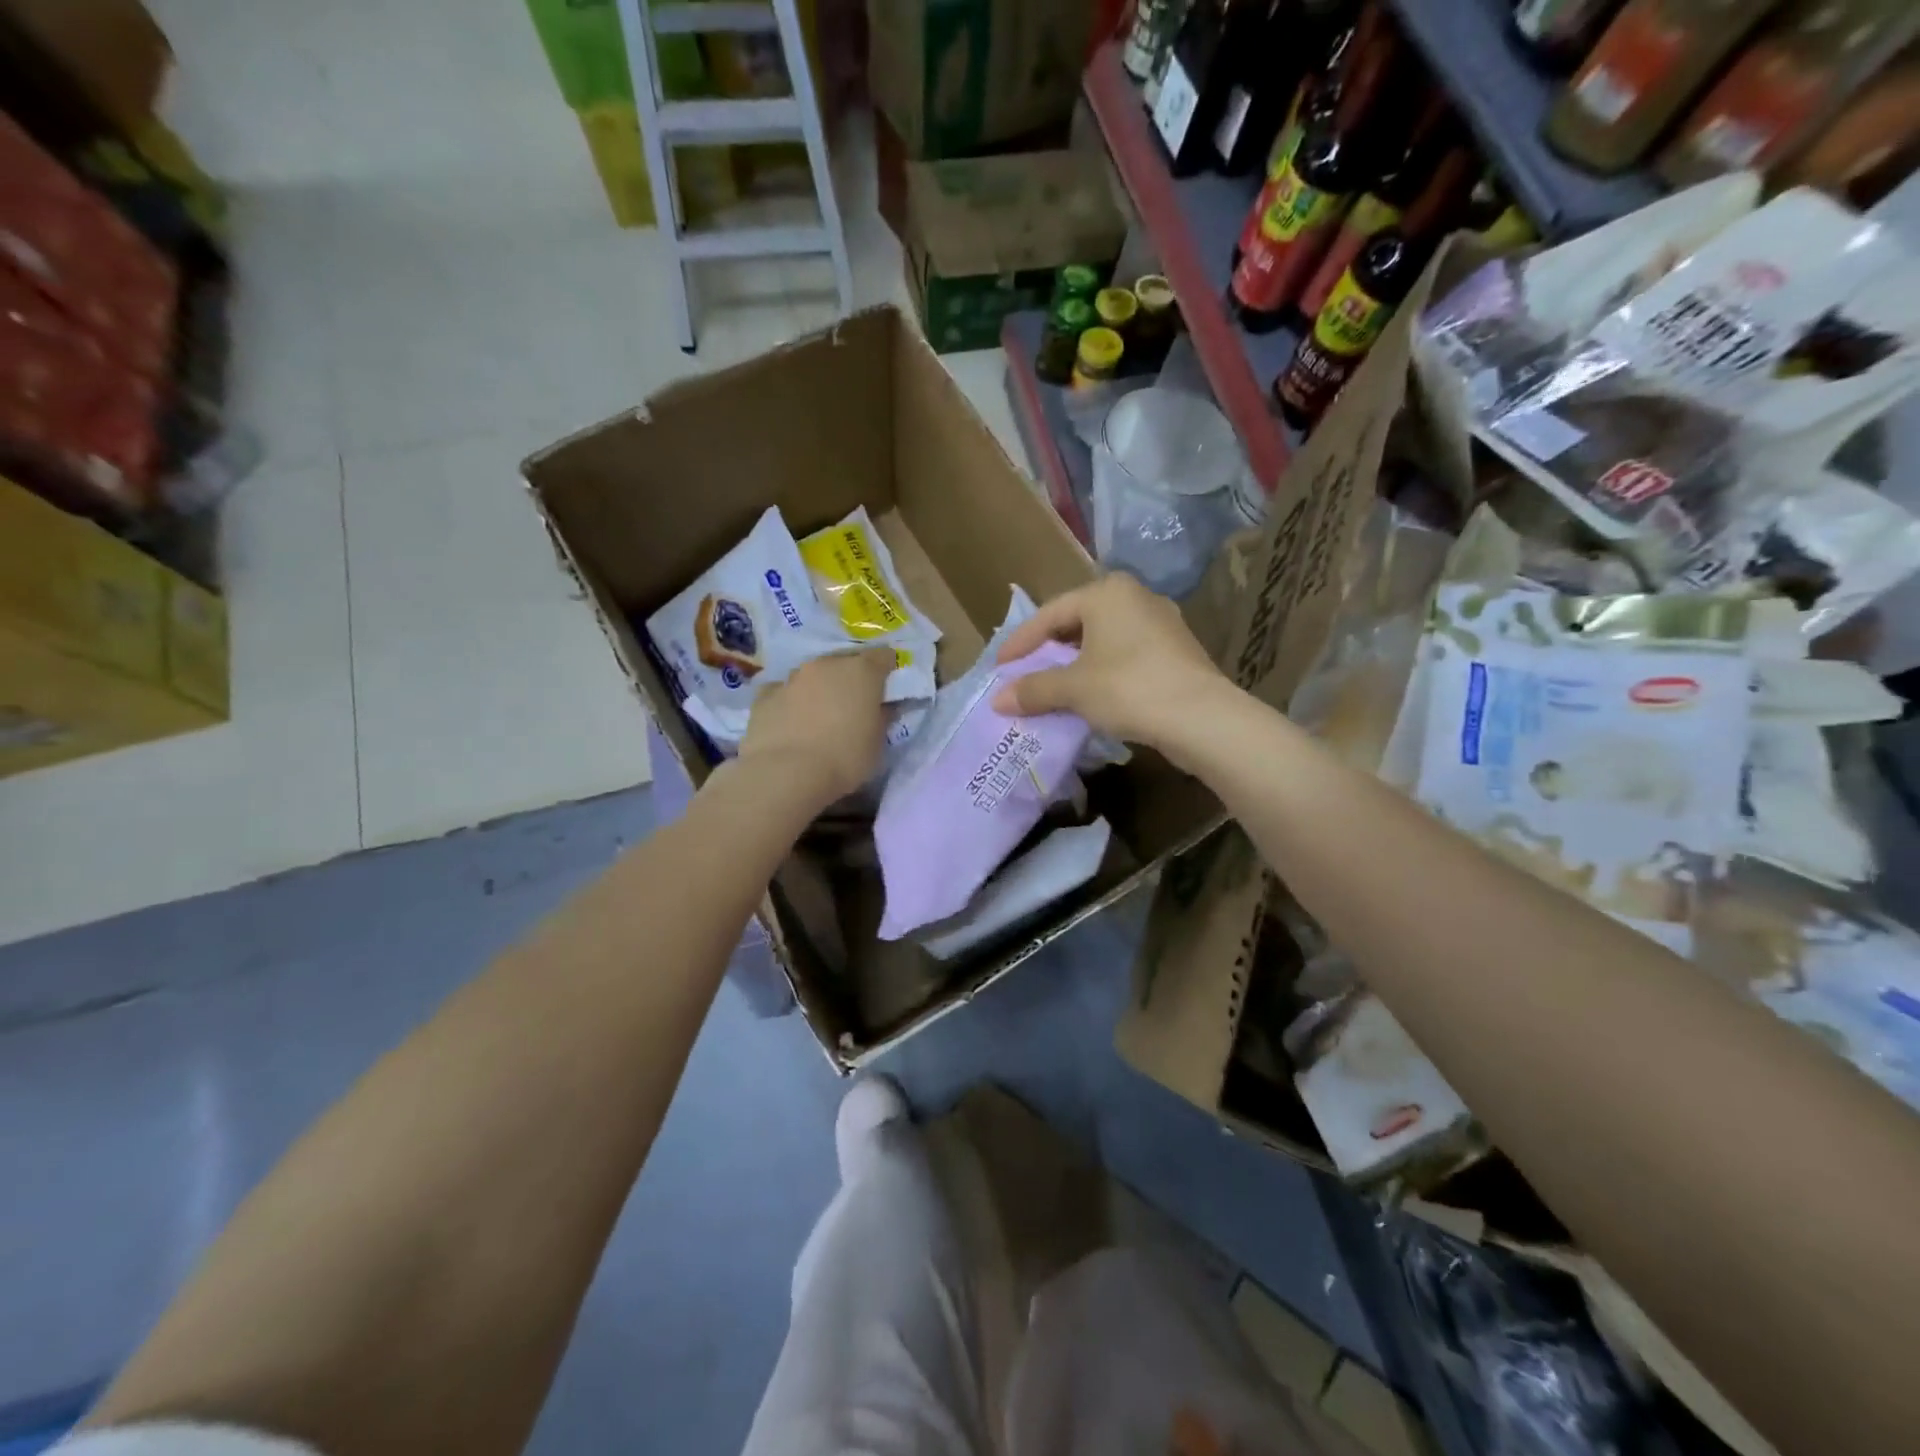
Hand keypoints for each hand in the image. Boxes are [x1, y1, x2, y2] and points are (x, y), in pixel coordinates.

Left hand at [735, 647, 894, 807]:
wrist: (785, 774)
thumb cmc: (844, 759)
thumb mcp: (877, 743)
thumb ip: (883, 717)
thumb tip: (884, 706)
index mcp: (861, 671)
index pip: (882, 656)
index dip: (887, 669)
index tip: (887, 687)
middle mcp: (826, 664)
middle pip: (844, 661)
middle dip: (850, 677)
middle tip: (853, 704)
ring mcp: (792, 677)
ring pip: (812, 675)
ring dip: (819, 688)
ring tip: (819, 715)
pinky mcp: (765, 694)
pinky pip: (783, 691)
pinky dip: (790, 701)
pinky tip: (790, 722)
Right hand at [990, 575, 1227, 751]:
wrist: (1201, 718)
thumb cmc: (1129, 688)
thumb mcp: (1073, 689)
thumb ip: (1034, 689)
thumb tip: (998, 700)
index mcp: (1106, 592)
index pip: (1050, 614)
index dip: (1020, 643)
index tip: (999, 667)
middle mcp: (1135, 596)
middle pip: (1077, 623)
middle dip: (1049, 651)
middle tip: (1025, 675)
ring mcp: (1160, 622)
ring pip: (1103, 639)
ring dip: (1075, 664)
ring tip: (1054, 687)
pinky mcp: (1175, 649)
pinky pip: (1125, 654)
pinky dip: (1102, 671)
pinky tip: (1092, 695)